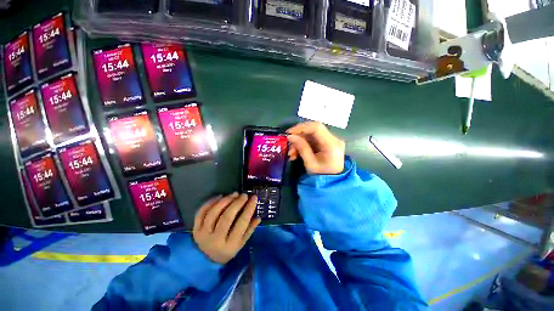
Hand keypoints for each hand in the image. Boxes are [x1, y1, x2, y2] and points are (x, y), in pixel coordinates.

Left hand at [193, 193, 260, 263]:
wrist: (206, 260)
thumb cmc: (228, 250)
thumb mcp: (241, 243)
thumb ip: (250, 230)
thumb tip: (258, 217)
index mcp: (230, 245)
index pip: (241, 224)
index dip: (249, 209)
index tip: (254, 198)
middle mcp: (215, 240)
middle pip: (226, 217)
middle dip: (237, 203)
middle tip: (244, 195)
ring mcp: (203, 234)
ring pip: (213, 213)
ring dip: (225, 201)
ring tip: (234, 194)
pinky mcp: (195, 229)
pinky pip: (201, 212)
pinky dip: (210, 202)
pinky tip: (220, 196)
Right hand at [287, 122, 344, 174]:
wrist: (331, 183)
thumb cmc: (321, 176)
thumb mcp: (310, 163)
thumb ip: (301, 148)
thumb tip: (290, 136)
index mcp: (332, 144)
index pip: (317, 128)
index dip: (301, 128)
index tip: (289, 133)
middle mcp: (333, 139)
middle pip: (313, 130)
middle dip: (298, 136)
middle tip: (288, 143)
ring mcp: (330, 141)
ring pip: (311, 135)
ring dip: (299, 142)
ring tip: (291, 153)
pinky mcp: (326, 144)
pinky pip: (312, 140)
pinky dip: (303, 145)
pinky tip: (296, 153)